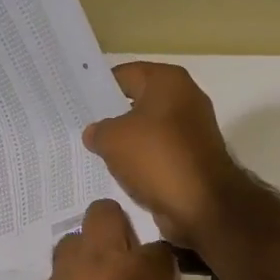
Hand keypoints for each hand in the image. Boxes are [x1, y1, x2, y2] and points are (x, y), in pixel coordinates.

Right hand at [82, 63, 245, 248]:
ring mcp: (192, 129)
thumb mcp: (112, 139)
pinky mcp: (193, 157)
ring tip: (95, 151)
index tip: (77, 101)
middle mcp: (185, 98)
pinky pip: (159, 152)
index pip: (124, 75)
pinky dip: (142, 160)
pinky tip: (120, 171)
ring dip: (127, 141)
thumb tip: (95, 133)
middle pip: (138, 101)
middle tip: (81, 126)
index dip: (99, 87)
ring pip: (148, 129)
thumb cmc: (156, 158)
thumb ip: (98, 130)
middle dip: (111, 115)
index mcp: (168, 81)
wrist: (202, 204)